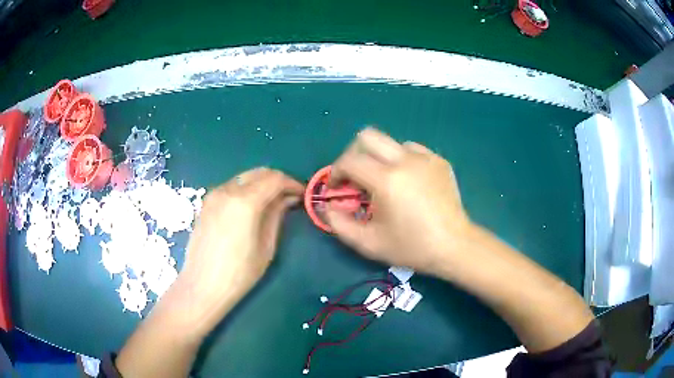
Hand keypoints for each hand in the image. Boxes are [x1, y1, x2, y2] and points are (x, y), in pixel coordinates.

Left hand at [178, 168, 303, 332]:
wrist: (202, 285)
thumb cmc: (239, 273)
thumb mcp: (266, 246)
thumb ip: (277, 216)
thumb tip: (288, 198)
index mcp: (245, 201)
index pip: (275, 179)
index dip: (292, 183)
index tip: (303, 194)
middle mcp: (228, 190)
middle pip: (259, 173)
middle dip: (278, 180)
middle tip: (290, 196)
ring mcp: (214, 194)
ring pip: (244, 178)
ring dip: (261, 184)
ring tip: (272, 202)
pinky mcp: (206, 202)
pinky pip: (232, 187)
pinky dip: (246, 190)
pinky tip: (251, 207)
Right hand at [326, 128, 472, 274]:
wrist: (454, 246)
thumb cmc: (411, 247)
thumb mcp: (369, 243)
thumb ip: (339, 224)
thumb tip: (327, 206)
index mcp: (387, 180)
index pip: (349, 160)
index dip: (336, 172)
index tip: (338, 188)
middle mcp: (405, 160)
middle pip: (368, 136)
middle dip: (354, 154)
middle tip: (356, 177)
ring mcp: (425, 157)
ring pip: (391, 142)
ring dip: (379, 158)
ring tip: (385, 182)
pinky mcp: (439, 161)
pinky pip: (412, 150)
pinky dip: (402, 160)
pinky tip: (407, 181)